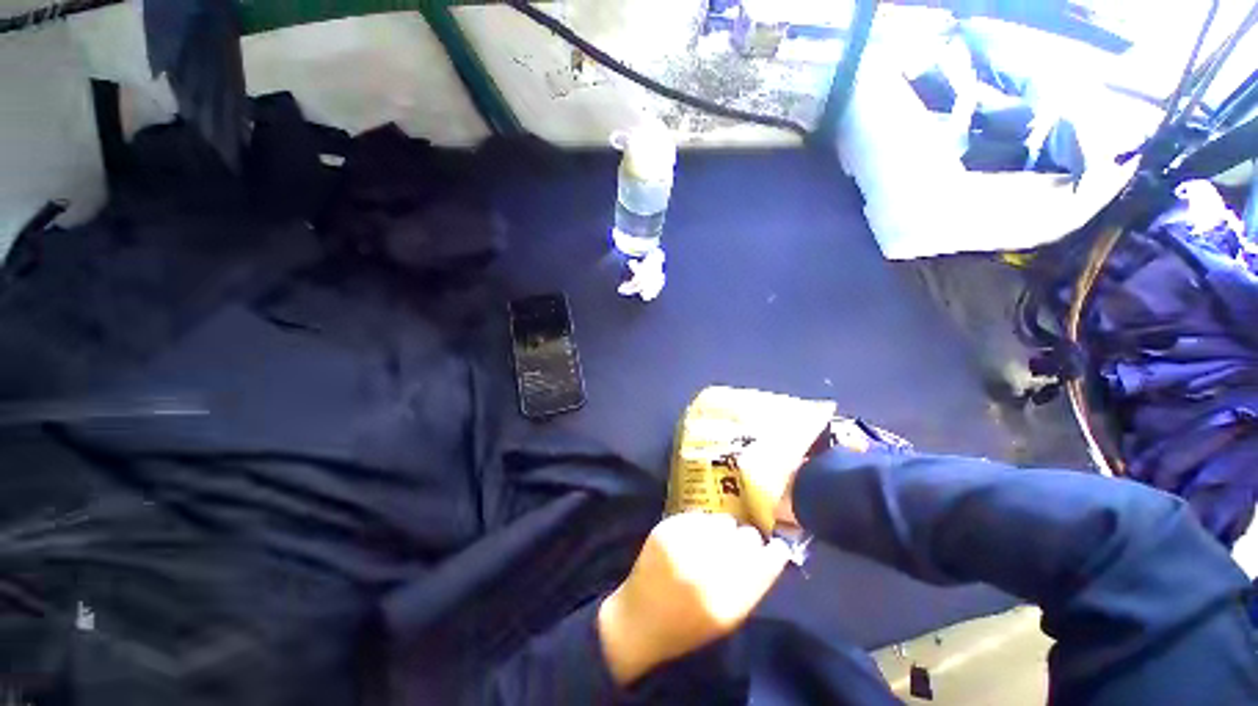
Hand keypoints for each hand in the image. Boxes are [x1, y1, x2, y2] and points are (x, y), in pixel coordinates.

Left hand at [597, 513, 791, 685]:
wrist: (639, 619)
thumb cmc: (687, 626)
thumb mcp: (728, 618)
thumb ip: (753, 584)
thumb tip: (775, 549)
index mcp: (727, 600)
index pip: (767, 560)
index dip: (773, 551)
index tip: (773, 548)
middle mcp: (706, 568)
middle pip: (747, 536)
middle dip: (747, 540)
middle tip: (735, 548)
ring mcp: (684, 544)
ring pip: (724, 520)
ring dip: (723, 530)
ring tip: (712, 542)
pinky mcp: (666, 528)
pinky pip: (700, 516)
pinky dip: (702, 524)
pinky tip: (695, 537)